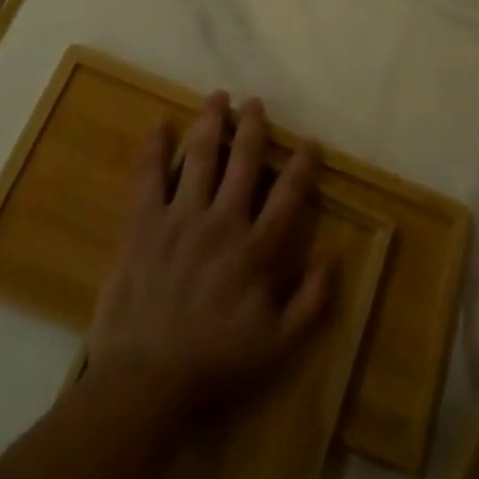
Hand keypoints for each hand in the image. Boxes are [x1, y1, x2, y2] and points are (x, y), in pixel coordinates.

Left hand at [86, 94, 332, 418]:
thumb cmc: (213, 365)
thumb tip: (334, 259)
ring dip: (211, 122)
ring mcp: (181, 218)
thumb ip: (310, 303)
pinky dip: (153, 149)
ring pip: (200, 157)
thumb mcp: (277, 347)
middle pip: (244, 162)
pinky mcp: (144, 224)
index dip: (302, 164)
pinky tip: (158, 125)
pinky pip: (148, 177)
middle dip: (253, 127)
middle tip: (256, 102)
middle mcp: (222, 222)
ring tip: (218, 97)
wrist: (144, 381)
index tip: (309, 140)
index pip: (288, 196)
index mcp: (256, 250)